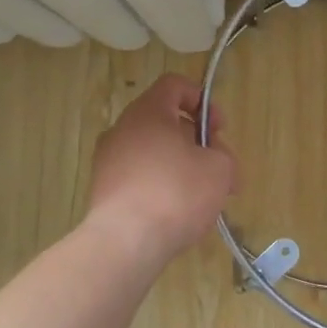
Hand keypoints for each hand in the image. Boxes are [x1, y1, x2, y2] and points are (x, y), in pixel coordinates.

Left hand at [85, 74, 236, 265]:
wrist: (126, 242)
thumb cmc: (177, 193)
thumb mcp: (220, 168)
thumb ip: (222, 154)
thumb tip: (214, 159)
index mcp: (148, 112)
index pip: (174, 85)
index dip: (202, 100)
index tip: (219, 128)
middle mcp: (122, 129)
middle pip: (165, 122)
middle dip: (196, 142)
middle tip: (220, 169)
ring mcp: (108, 161)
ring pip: (153, 152)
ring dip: (181, 166)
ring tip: (203, 197)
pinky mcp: (104, 191)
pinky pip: (140, 177)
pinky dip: (161, 187)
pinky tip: (178, 212)